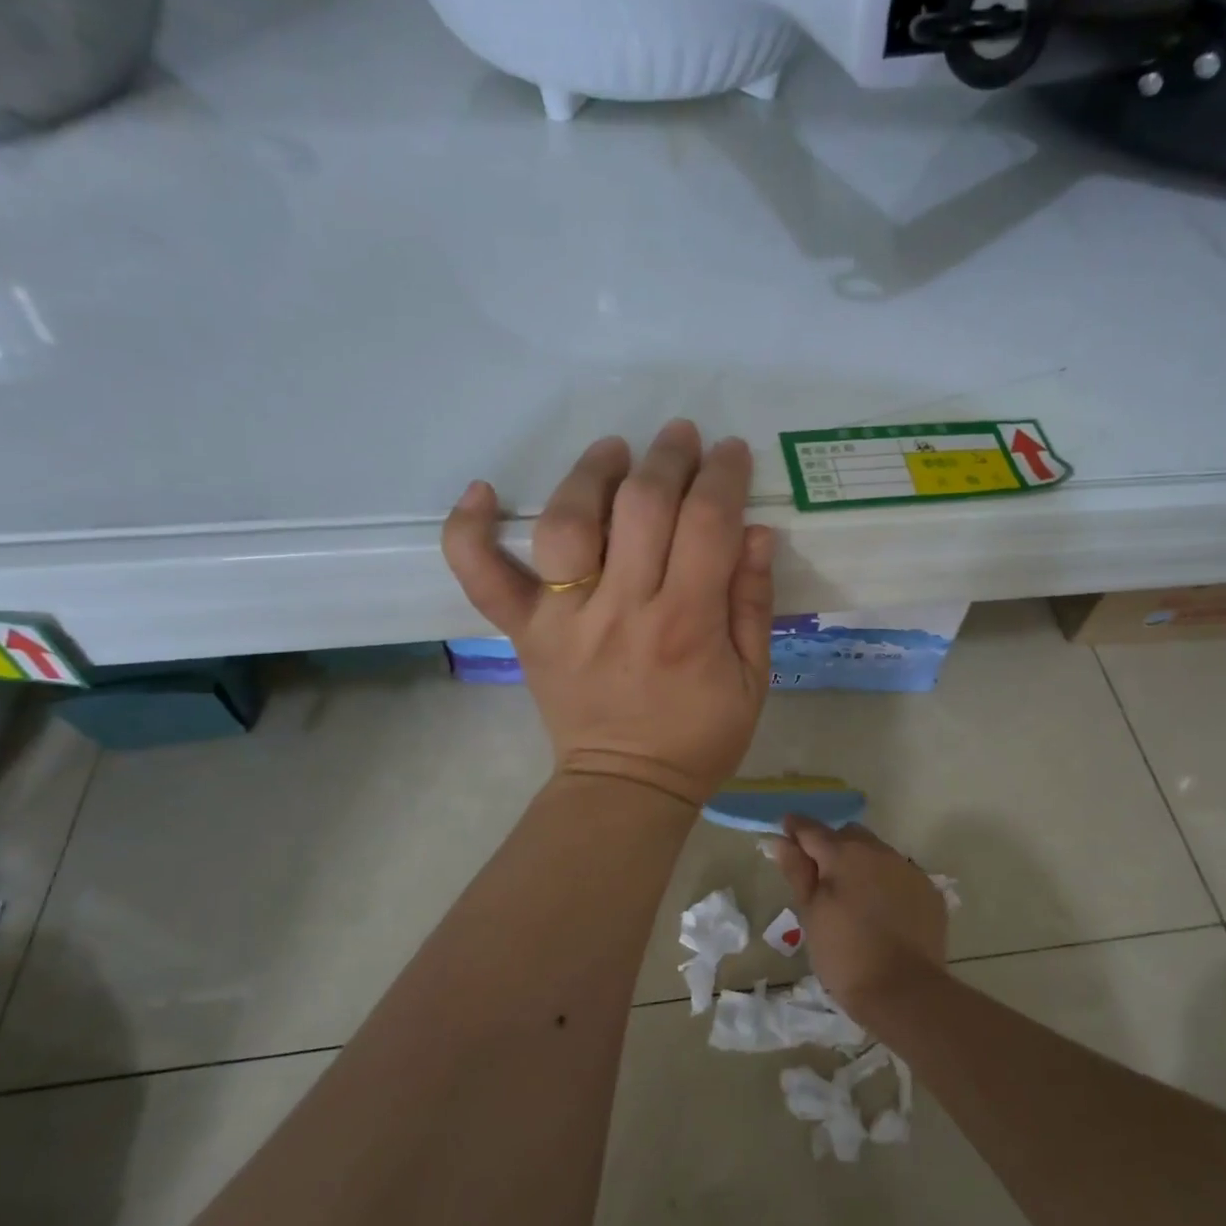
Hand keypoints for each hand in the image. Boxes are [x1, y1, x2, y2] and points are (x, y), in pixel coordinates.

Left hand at [442, 420, 774, 807]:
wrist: (626, 788)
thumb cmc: (700, 737)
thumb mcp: (752, 678)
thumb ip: (752, 603)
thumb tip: (755, 531)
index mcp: (687, 624)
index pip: (707, 524)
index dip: (722, 476)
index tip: (730, 453)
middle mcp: (623, 610)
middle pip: (641, 508)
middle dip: (667, 458)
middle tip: (680, 437)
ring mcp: (565, 620)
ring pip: (567, 525)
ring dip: (590, 474)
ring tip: (613, 452)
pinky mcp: (526, 633)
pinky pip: (484, 577)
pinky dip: (470, 531)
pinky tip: (482, 492)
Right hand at [767, 818, 948, 1013]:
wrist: (904, 992)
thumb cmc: (844, 955)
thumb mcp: (810, 914)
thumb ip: (797, 871)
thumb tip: (782, 840)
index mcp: (844, 854)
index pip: (811, 829)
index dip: (795, 829)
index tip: (785, 833)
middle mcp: (878, 851)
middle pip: (848, 835)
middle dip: (831, 846)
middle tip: (820, 877)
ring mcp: (907, 869)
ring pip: (876, 852)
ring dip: (861, 863)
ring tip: (853, 898)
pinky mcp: (928, 890)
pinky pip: (899, 874)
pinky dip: (886, 882)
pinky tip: (882, 912)